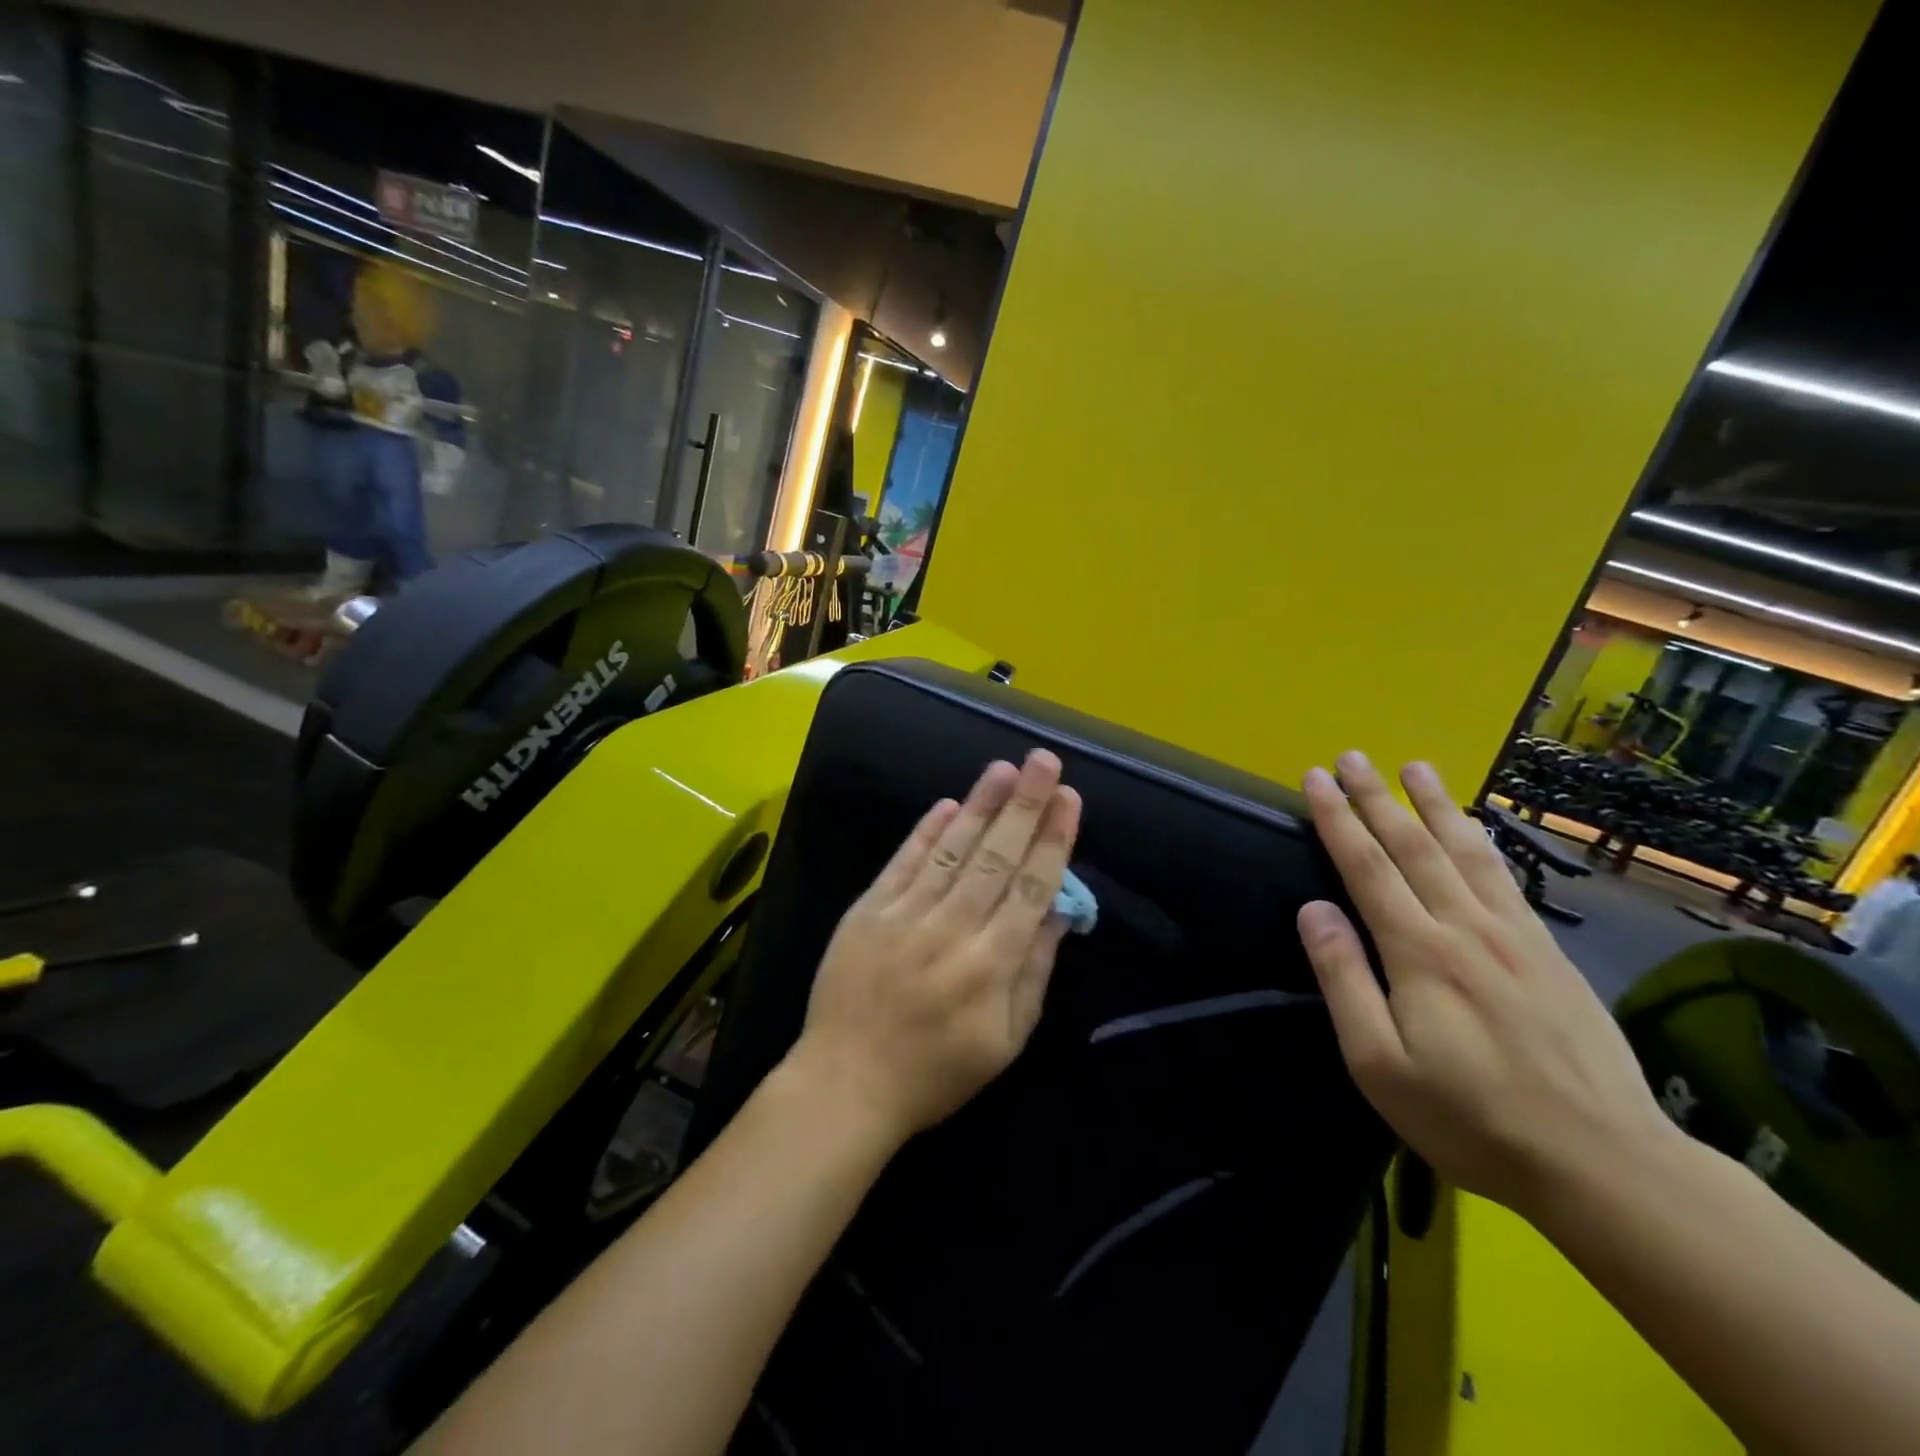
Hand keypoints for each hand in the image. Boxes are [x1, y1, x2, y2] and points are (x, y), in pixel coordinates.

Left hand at [787, 749, 1081, 1144]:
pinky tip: (948, 804)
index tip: (1069, 798)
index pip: (1032, 889)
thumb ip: (1033, 972)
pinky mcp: (868, 911)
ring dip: (980, 805)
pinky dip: (925, 832)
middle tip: (1043, 760)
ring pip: (952, 851)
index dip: (1053, 840)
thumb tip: (1058, 913)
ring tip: (1004, 768)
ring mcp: (904, 916)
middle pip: (996, 858)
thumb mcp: (1005, 1041)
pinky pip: (903, 863)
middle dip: (1024, 805)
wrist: (846, 1083)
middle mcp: (951, 931)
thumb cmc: (936, 1071)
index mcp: (991, 966)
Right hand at [1297, 752, 1673, 1215]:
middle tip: (1351, 757)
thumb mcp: (1380, 1065)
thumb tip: (1313, 909)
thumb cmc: (1471, 1119)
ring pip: (1465, 852)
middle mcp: (1465, 928)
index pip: (1367, 867)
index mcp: (1419, 953)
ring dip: (1434, 804)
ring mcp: (1515, 936)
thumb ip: (1344, 980)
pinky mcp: (1549, 953)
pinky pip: (1507, 879)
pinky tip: (1473, 827)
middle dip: (1376, 797)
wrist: (1605, 1164)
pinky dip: (1482, 841)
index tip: (1315, 778)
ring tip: (1413, 767)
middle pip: (1413, 846)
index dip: (1337, 818)